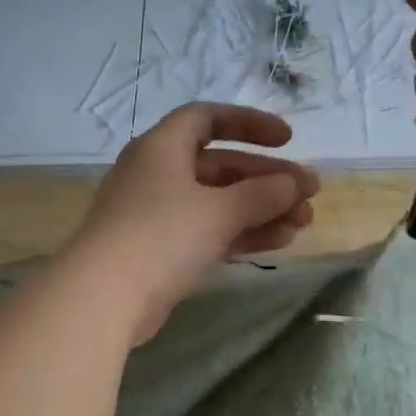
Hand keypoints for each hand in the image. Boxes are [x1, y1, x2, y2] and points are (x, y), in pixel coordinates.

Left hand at [68, 103, 319, 344]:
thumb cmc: (161, 235)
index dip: (249, 124)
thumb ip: (262, 194)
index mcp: (162, 147)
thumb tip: (294, 183)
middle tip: (310, 192)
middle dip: (267, 178)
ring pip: (219, 203)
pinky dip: (242, 233)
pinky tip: (280, 242)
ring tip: (304, 222)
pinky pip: (210, 231)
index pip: (208, 118)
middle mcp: (158, 174)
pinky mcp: (162, 250)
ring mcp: (158, 214)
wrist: (105, 297)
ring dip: (262, 209)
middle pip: (221, 166)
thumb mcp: (219, 210)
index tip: (287, 140)